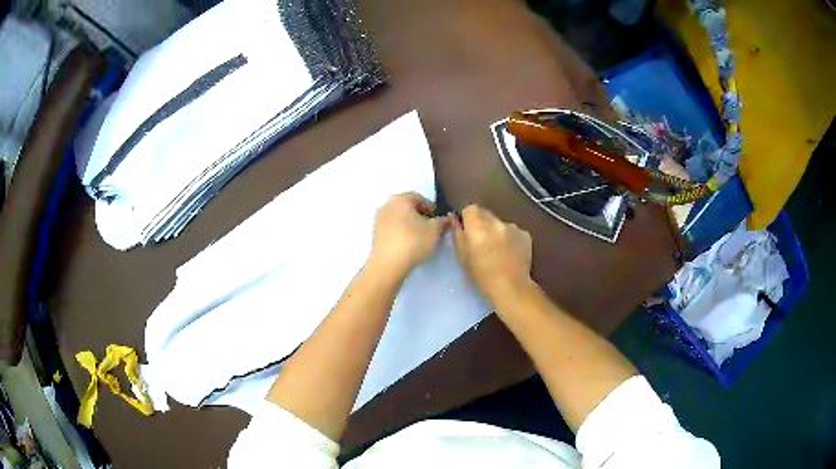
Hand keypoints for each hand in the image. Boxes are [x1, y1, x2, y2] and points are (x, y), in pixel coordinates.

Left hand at [369, 193, 449, 277]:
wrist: (388, 264)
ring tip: (420, 239)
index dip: (432, 210)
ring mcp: (378, 219)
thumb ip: (443, 221)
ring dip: (410, 225)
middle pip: (408, 208)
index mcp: (401, 199)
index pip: (420, 199)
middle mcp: (387, 205)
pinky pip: (392, 229)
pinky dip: (401, 233)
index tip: (439, 222)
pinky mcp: (375, 234)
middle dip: (421, 217)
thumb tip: (447, 218)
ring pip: (399, 218)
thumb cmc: (413, 242)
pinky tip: (408, 245)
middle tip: (431, 230)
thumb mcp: (435, 231)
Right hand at [452, 205, 532, 303]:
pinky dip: (510, 237)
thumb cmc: (481, 276)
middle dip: (482, 223)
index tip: (467, 230)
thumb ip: (457, 234)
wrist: (511, 287)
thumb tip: (454, 218)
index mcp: (478, 226)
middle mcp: (496, 222)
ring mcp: (513, 227)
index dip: (467, 218)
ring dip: (496, 230)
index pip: (470, 208)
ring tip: (497, 249)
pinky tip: (510, 252)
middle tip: (481, 241)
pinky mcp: (525, 234)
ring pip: (500, 222)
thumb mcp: (462, 256)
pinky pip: (513, 230)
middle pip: (486, 213)